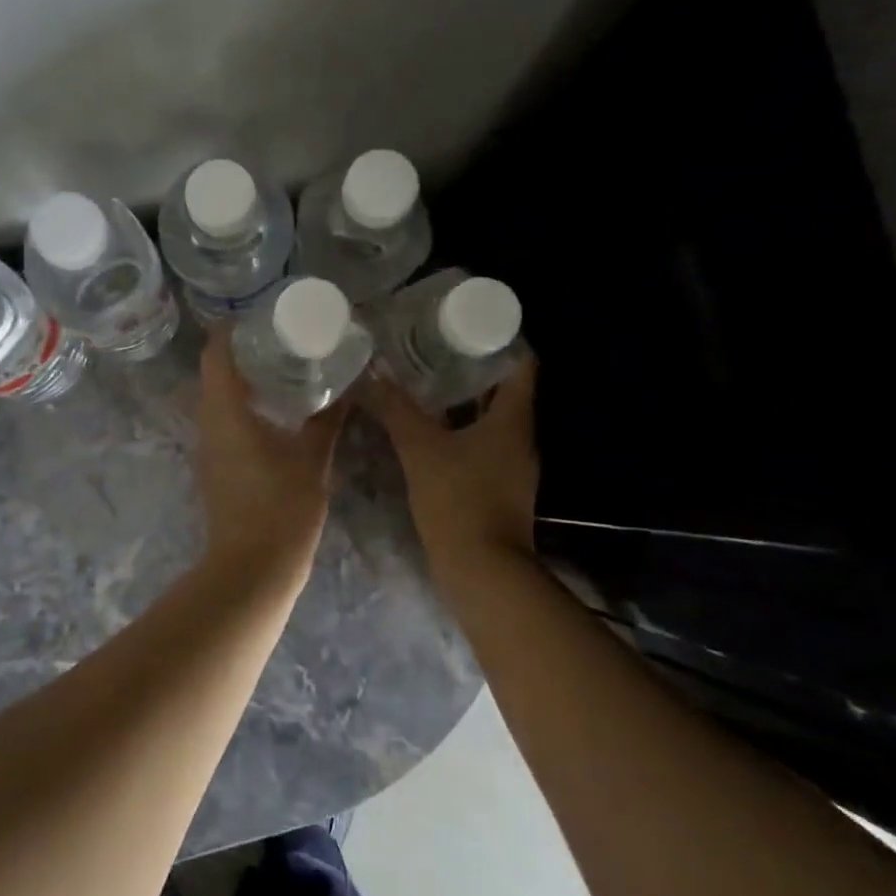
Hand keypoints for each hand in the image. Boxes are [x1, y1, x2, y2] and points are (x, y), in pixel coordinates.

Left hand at [194, 331, 345, 583]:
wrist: (253, 568)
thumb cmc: (282, 507)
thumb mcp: (313, 458)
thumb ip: (327, 419)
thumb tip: (348, 387)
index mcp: (226, 412)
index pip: (215, 355)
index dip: (230, 330)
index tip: (258, 318)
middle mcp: (208, 424)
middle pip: (214, 374)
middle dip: (241, 353)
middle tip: (279, 341)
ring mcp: (207, 448)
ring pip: (216, 400)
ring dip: (242, 382)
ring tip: (280, 370)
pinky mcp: (214, 467)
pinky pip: (222, 422)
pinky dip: (242, 407)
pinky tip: (274, 413)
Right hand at [359, 357, 538, 567]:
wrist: (483, 573)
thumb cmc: (459, 501)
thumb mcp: (421, 449)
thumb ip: (396, 409)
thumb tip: (372, 374)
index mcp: (513, 420)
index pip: (522, 364)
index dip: (502, 339)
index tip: (469, 323)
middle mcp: (520, 438)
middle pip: (505, 389)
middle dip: (473, 366)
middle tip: (436, 345)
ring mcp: (512, 465)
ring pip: (492, 418)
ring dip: (465, 399)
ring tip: (427, 379)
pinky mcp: (499, 486)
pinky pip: (483, 443)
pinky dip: (461, 429)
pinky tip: (430, 427)